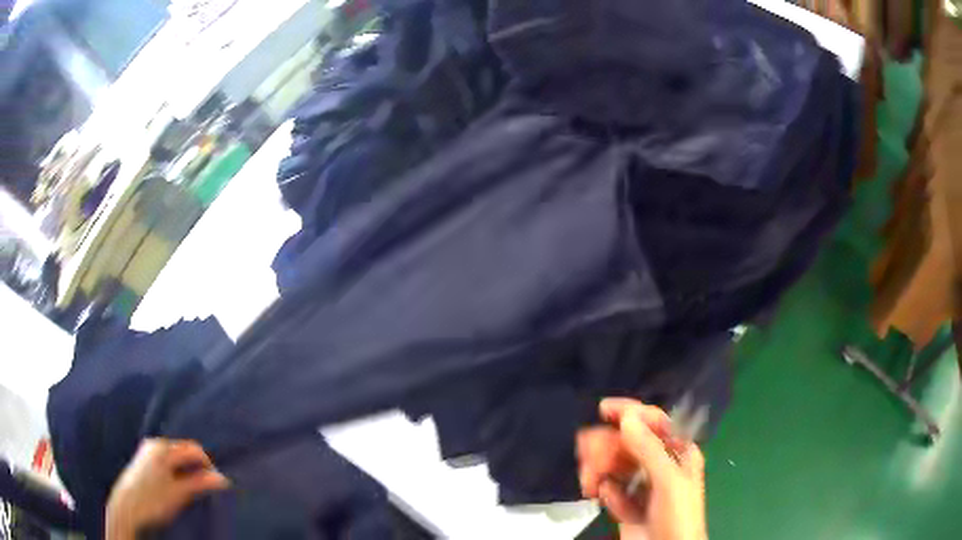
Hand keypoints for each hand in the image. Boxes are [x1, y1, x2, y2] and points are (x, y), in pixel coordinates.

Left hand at [106, 439, 229, 539]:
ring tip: (190, 487)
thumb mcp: (179, 493)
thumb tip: (223, 479)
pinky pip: (164, 458)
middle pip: (183, 449)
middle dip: (196, 465)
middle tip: (204, 486)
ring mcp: (146, 449)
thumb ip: (200, 483)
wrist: (127, 506)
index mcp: (164, 448)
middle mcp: (155, 443)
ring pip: (173, 454)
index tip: (216, 483)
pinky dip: (174, 468)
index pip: (193, 449)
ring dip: (185, 467)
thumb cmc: (154, 500)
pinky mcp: (142, 458)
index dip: (208, 464)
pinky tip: (174, 483)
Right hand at [577, 398, 705, 539]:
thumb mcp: (668, 481)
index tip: (603, 408)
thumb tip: (627, 417)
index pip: (655, 423)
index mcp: (678, 453)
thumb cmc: (677, 515)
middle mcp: (659, 465)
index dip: (632, 412)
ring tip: (588, 482)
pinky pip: (610, 489)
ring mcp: (641, 485)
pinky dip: (604, 492)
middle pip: (629, 444)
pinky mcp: (625, 504)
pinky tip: (604, 499)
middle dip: (607, 446)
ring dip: (599, 469)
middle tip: (586, 452)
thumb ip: (649, 449)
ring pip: (615, 466)